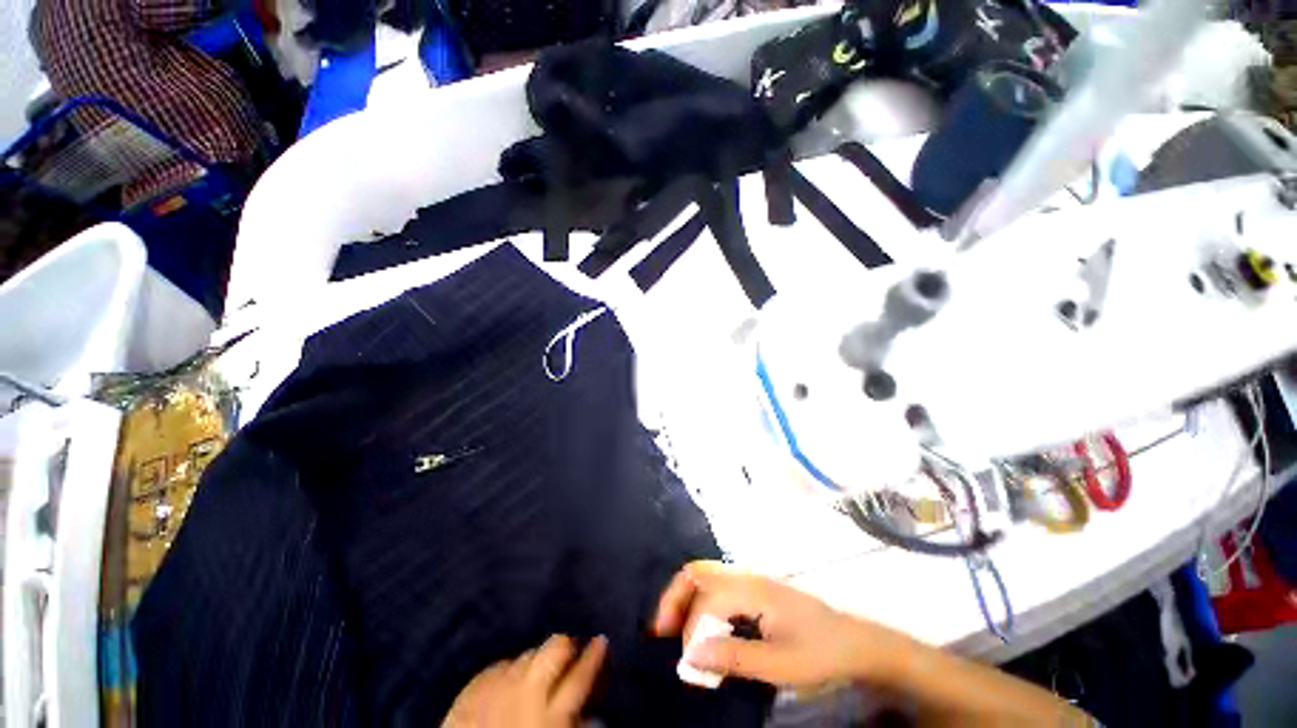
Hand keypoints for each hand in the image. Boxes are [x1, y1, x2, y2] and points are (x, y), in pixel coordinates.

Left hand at [442, 635, 607, 726]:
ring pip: (526, 654)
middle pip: (554, 650)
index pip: (581, 677)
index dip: (595, 656)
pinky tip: (506, 677)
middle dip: (565, 645)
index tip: (602, 639)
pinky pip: (495, 667)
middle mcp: (526, 693)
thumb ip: (573, 724)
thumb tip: (592, 714)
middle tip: (570, 649)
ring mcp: (496, 687)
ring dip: (535, 658)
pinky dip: (505, 669)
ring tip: (537, 666)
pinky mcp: (471, 691)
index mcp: (550, 715)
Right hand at [654, 561, 901, 690]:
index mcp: (752, 589)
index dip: (691, 631)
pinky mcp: (757, 589)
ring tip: (675, 630)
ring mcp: (752, 579)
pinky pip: (718, 586)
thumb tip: (691, 655)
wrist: (858, 642)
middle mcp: (747, 575)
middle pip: (698, 572)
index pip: (707, 601)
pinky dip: (701, 601)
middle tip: (662, 631)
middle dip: (675, 598)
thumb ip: (734, 657)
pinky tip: (703, 626)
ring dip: (686, 598)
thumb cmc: (822, 653)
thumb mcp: (780, 665)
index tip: (689, 666)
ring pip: (707, 576)